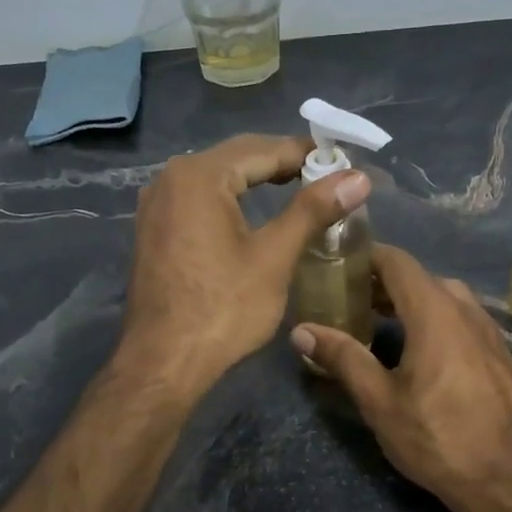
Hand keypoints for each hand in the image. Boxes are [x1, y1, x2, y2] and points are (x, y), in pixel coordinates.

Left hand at [121, 134, 369, 395]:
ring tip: (299, 191)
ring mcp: (156, 205)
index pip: (263, 149)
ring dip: (256, 180)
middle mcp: (170, 178)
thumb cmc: (223, 309)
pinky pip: (199, 200)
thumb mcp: (274, 257)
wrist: (164, 362)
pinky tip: (254, 215)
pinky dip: (231, 200)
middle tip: (327, 177)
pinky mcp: (153, 230)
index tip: (343, 163)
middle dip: (281, 163)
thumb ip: (313, 210)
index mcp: (199, 176)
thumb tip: (358, 178)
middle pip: (237, 158)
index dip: (306, 154)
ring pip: (216, 178)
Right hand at [290, 245, 511, 511]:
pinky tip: (422, 352)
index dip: (367, 256)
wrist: (508, 480)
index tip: (338, 265)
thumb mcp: (380, 401)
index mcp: (435, 313)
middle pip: (421, 278)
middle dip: (385, 283)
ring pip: (446, 298)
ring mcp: (490, 332)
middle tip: (351, 300)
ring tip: (381, 324)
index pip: (398, 262)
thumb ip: (343, 358)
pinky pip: (464, 320)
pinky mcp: (501, 355)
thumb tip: (302, 331)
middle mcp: (467, 311)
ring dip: (412, 302)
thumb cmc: (437, 438)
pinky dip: (437, 320)